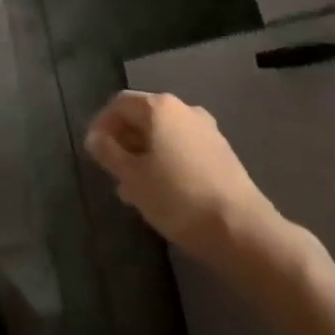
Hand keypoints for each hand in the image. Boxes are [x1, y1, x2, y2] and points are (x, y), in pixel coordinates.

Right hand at [85, 90, 292, 269]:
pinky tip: (163, 193)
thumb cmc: (178, 197)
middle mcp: (183, 109)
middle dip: (124, 142)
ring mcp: (206, 130)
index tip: (93, 153)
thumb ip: (109, 153)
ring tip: (134, 189)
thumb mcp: (133, 177)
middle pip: (143, 117)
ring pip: (164, 136)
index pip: (119, 104)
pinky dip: (167, 163)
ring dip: (145, 155)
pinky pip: (183, 149)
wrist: (242, 230)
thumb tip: (95, 138)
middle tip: (112, 172)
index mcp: (159, 107)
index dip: (101, 124)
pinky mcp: (222, 154)